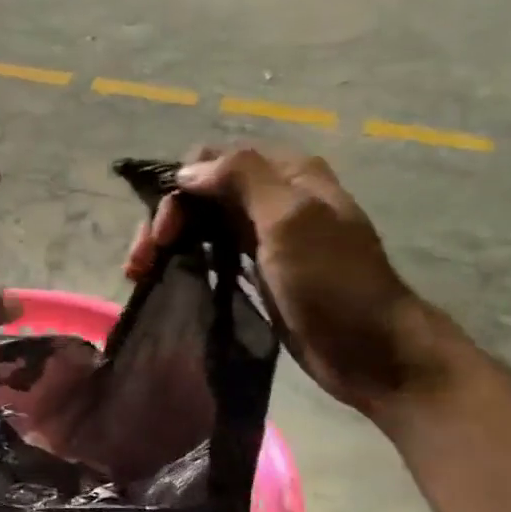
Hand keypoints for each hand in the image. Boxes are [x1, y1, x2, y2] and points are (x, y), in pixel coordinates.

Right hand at [127, 147, 445, 414]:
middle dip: (167, 219)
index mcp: (287, 174)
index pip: (214, 159)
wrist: (371, 351)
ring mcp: (265, 236)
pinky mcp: (258, 271)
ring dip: (168, 241)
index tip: (165, 232)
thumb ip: (242, 179)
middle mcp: (273, 197)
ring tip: (139, 273)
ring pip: (202, 222)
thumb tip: (187, 171)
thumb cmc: (333, 283)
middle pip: (202, 192)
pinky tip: (163, 278)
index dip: (181, 188)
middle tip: (141, 260)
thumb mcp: (292, 219)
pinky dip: (184, 260)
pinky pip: (211, 252)